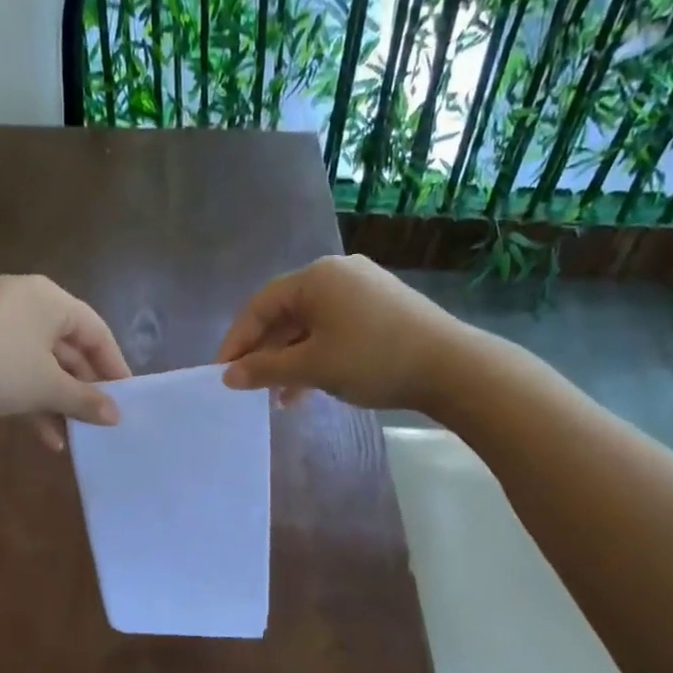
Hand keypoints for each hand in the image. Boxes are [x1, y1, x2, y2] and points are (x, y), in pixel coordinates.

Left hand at [0, 274, 129, 448]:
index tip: (127, 398)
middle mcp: (24, 300)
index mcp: (49, 298)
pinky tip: (43, 436)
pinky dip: (29, 397)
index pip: (96, 331)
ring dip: (57, 401)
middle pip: (67, 347)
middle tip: (99, 419)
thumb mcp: (48, 388)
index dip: (114, 366)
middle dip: (83, 389)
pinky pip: (13, 367)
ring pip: (39, 362)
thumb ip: (86, 400)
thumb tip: (116, 416)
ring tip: (73, 436)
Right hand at [217, 255, 462, 410]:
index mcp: (316, 277)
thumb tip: (229, 376)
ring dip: (291, 360)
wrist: (450, 367)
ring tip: (280, 398)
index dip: (237, 340)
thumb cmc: (371, 360)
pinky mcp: (382, 308)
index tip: (223, 373)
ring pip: (311, 325)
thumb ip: (265, 370)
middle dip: (265, 353)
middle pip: (285, 313)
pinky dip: (317, 355)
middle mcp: (337, 274)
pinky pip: (335, 329)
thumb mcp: (311, 367)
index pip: (260, 305)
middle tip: (250, 386)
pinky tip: (311, 387)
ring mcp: (363, 289)